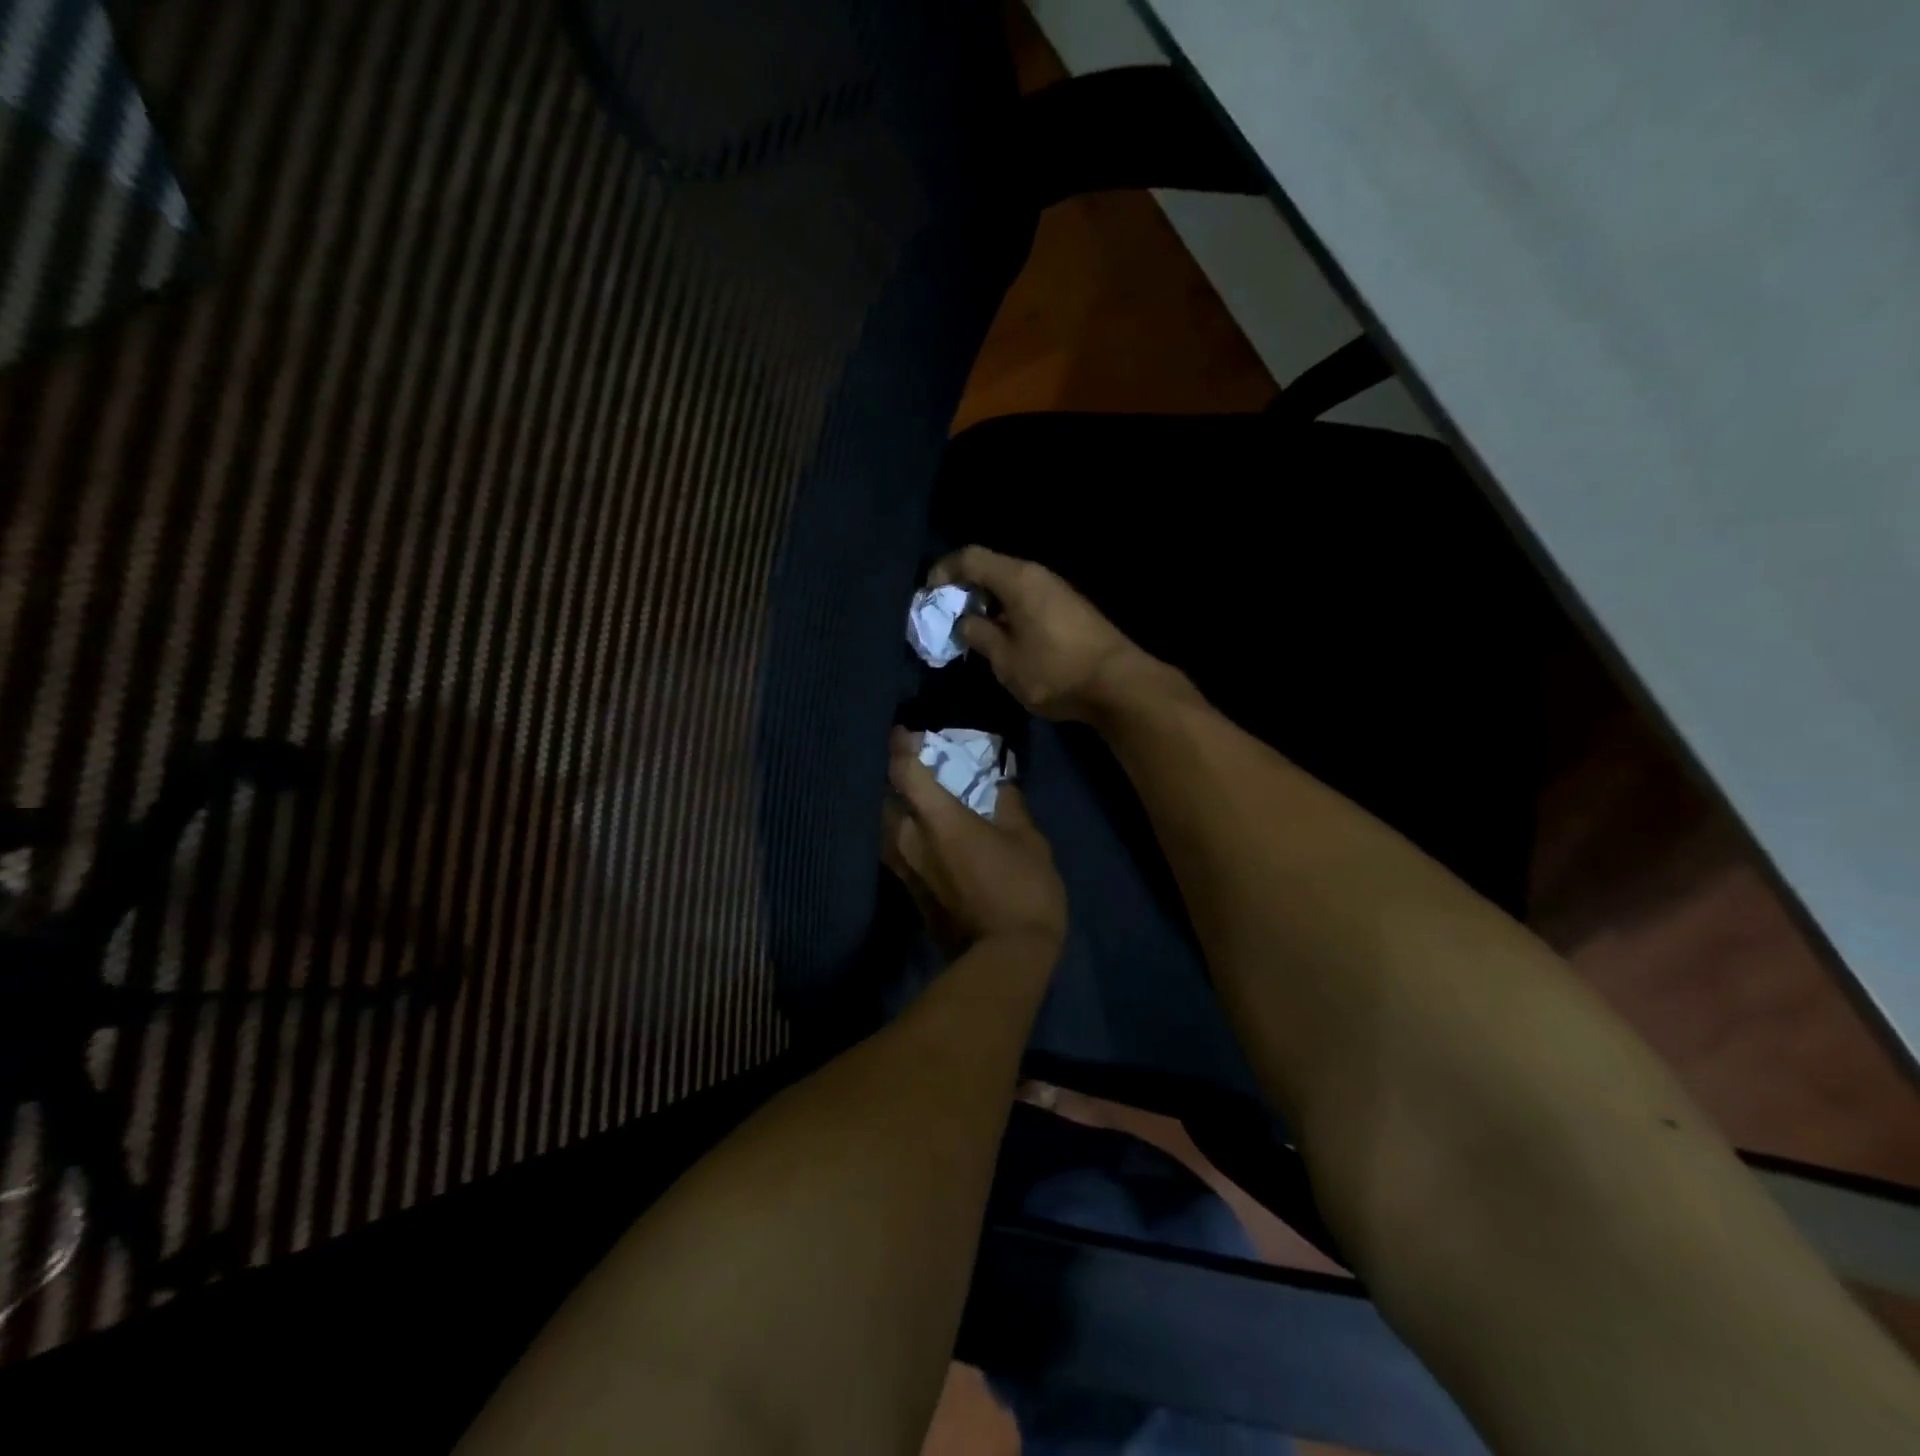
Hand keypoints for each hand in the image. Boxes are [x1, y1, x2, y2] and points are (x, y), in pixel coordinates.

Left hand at [882, 728, 1066, 955]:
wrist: (1005, 959)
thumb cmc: (1022, 890)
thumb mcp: (1029, 841)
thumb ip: (1010, 807)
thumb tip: (1001, 786)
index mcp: (938, 820)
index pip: (905, 772)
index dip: (900, 747)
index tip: (905, 733)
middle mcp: (910, 841)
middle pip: (884, 800)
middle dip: (892, 779)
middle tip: (909, 765)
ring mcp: (906, 871)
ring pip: (886, 829)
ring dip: (894, 809)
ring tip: (912, 797)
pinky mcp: (910, 894)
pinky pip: (897, 852)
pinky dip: (902, 834)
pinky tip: (920, 832)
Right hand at [927, 546, 1166, 723]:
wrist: (1119, 685)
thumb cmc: (1055, 671)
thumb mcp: (1005, 660)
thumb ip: (979, 635)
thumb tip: (965, 622)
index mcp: (1018, 579)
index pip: (971, 558)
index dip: (944, 571)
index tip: (929, 595)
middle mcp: (1038, 576)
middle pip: (992, 570)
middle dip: (964, 591)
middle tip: (947, 618)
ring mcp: (1057, 592)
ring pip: (1011, 587)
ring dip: (987, 605)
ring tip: (973, 633)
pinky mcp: (1069, 610)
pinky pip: (1028, 601)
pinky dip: (1008, 613)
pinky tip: (1005, 640)